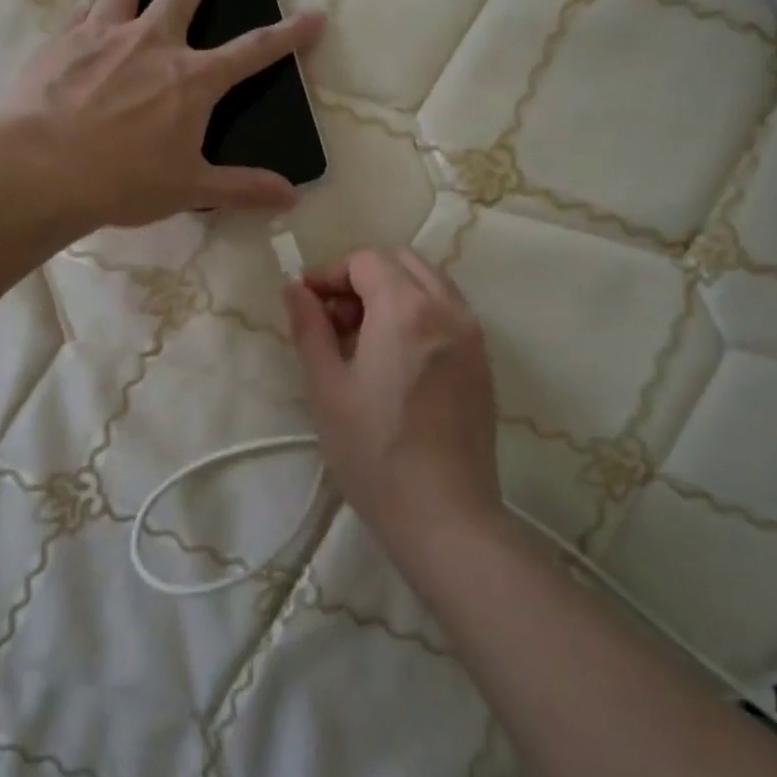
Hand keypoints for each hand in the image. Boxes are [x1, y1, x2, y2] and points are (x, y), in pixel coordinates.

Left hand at [3, 0, 324, 229]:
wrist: (41, 170)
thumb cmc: (123, 182)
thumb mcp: (190, 189)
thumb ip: (243, 187)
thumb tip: (292, 197)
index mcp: (192, 80)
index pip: (253, 52)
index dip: (289, 35)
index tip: (314, 15)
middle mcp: (154, 43)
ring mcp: (106, 34)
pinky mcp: (65, 39)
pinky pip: (86, 5)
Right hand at [282, 249, 503, 558]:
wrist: (445, 516)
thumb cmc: (373, 452)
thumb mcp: (326, 387)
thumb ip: (309, 328)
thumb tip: (294, 289)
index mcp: (406, 309)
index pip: (366, 260)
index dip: (330, 273)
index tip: (306, 303)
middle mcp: (447, 309)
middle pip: (401, 261)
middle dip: (362, 276)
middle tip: (333, 319)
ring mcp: (472, 334)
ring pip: (429, 283)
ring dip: (392, 292)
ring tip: (362, 337)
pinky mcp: (482, 362)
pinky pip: (448, 312)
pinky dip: (417, 312)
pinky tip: (395, 358)